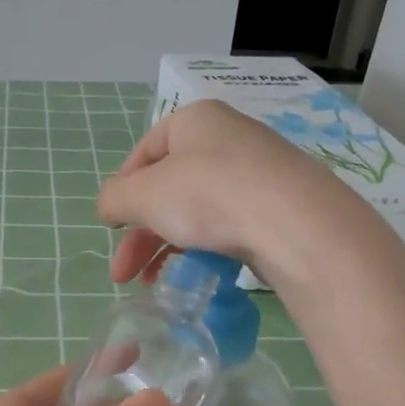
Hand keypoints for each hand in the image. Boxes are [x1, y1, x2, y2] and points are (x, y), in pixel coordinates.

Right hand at [97, 101, 395, 292]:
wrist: (295, 224)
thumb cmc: (208, 195)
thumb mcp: (143, 195)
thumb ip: (115, 199)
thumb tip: (109, 207)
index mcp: (194, 121)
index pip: (144, 152)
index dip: (122, 191)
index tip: (111, 228)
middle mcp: (227, 138)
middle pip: (169, 187)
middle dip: (140, 234)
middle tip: (122, 274)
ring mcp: (257, 173)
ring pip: (197, 210)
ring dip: (166, 247)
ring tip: (152, 284)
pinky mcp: (278, 207)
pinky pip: (229, 225)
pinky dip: (204, 249)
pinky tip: (194, 276)